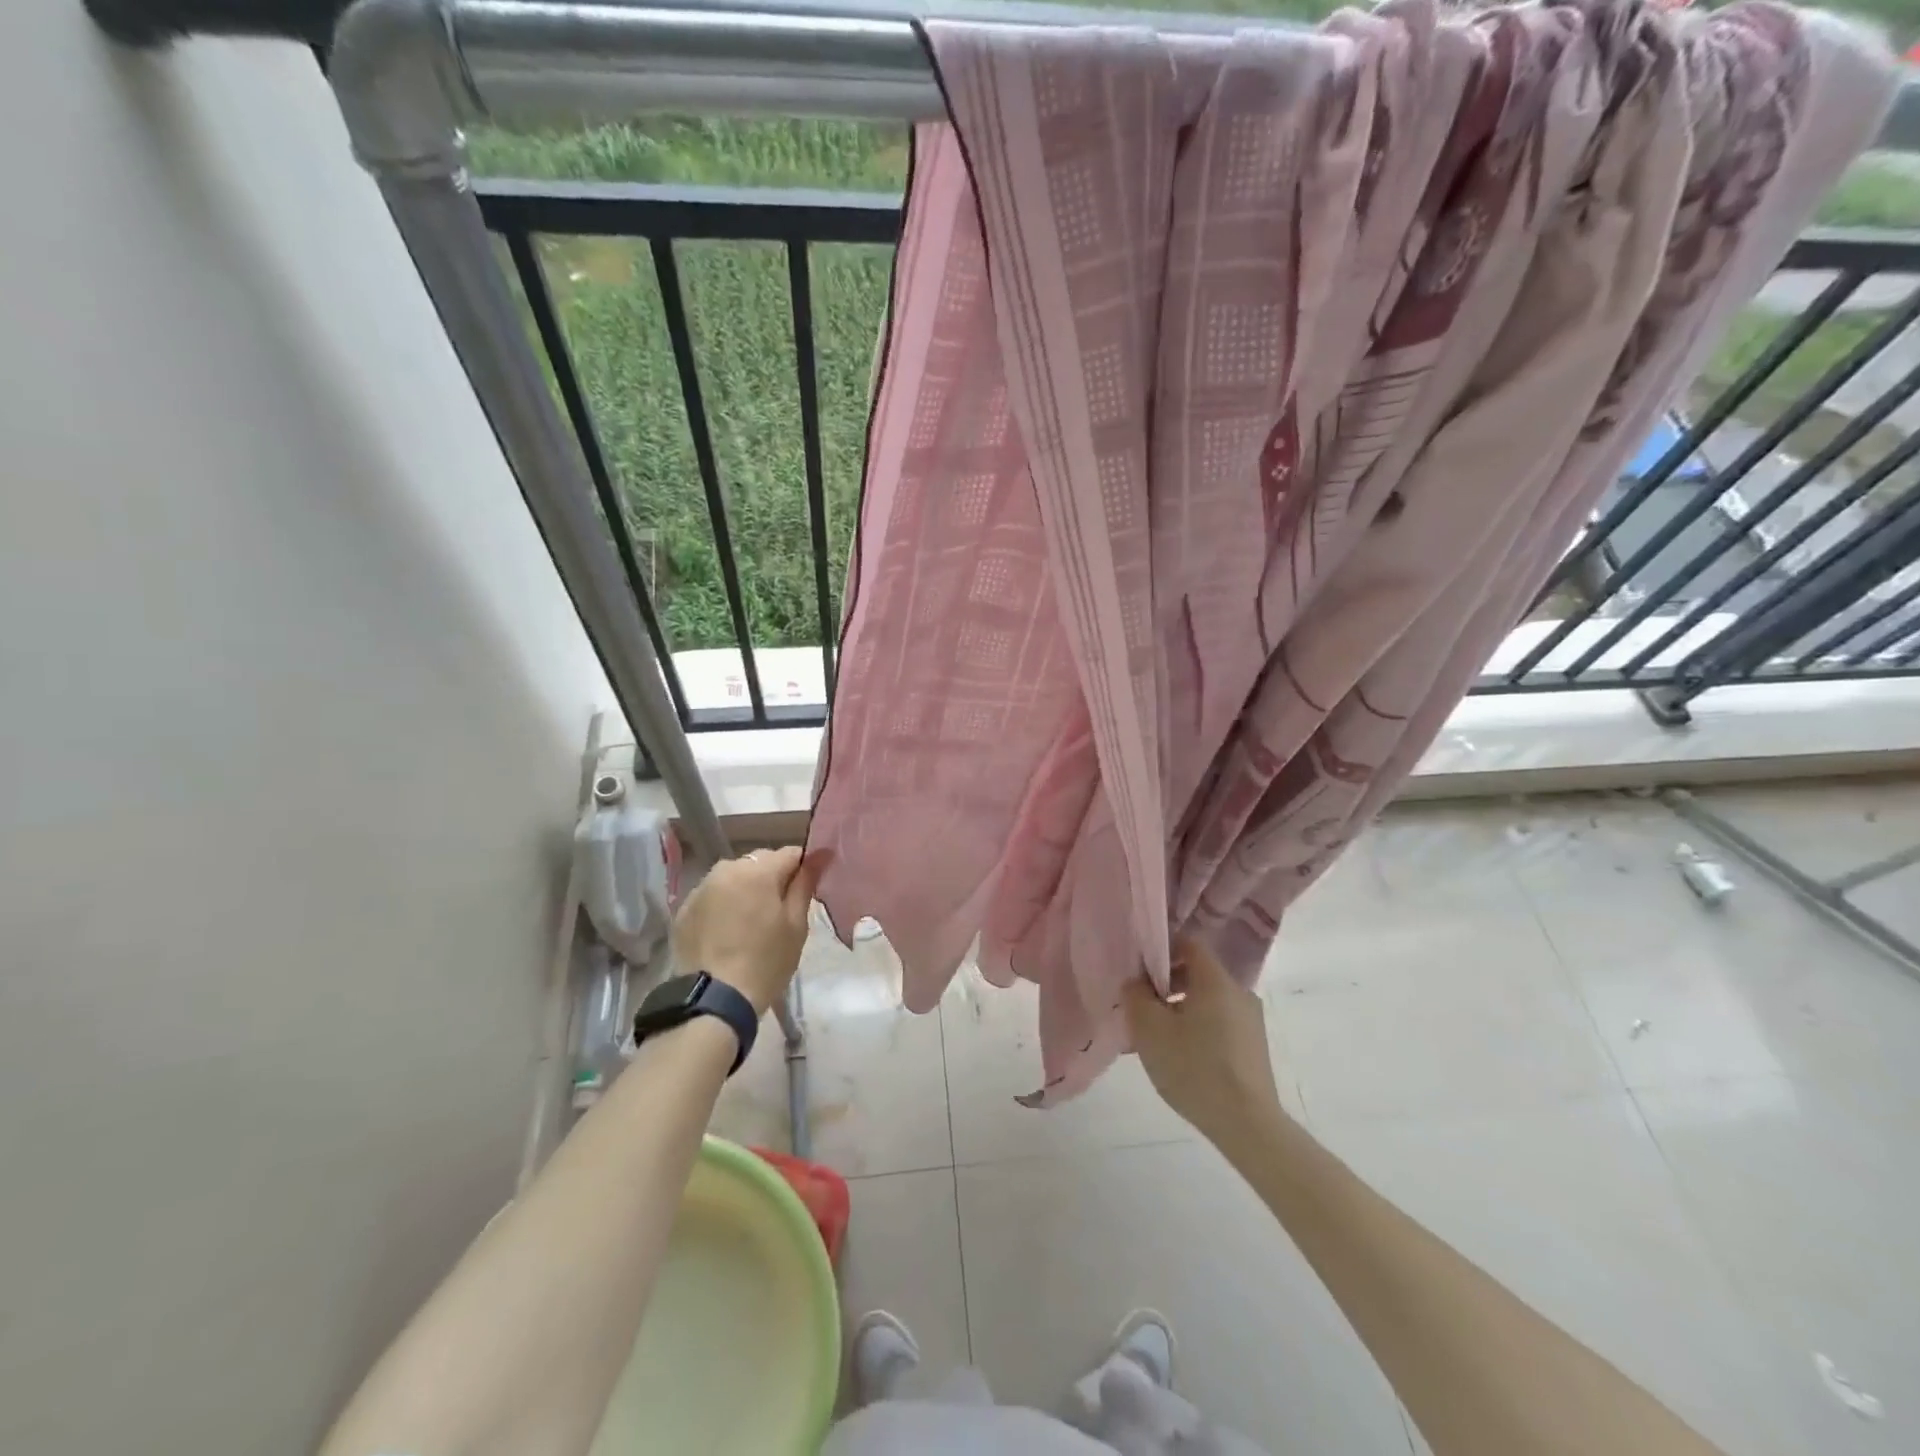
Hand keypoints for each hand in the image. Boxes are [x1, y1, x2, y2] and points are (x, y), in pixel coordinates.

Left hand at [672, 846, 826, 1016]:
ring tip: (752, 920)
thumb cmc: (765, 962)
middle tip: (781, 909)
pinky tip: (728, 931)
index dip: (804, 868)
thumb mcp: (795, 925)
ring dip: (747, 889)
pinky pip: (713, 895)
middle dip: (773, 877)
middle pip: (760, 862)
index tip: (809, 889)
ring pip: (734, 877)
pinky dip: (724, 904)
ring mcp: (701, 888)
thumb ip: (805, 885)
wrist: (714, 1001)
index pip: (791, 854)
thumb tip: (819, 855)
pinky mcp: (684, 909)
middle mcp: (726, 869)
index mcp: (757, 871)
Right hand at [1125, 936, 1284, 1147]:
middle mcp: (1239, 992)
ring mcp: (1251, 1021)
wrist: (1247, 1125)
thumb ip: (1136, 996)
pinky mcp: (1255, 1047)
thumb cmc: (1194, 1068)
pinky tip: (1183, 1057)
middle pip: (1198, 973)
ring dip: (1182, 1009)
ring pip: (1208, 1001)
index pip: (1189, 943)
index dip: (1162, 949)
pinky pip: (1220, 1023)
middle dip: (1168, 984)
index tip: (1140, 971)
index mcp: (1216, 980)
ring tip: (1159, 1038)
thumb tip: (1136, 982)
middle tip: (1143, 1007)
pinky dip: (1199, 1028)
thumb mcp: (1150, 1030)